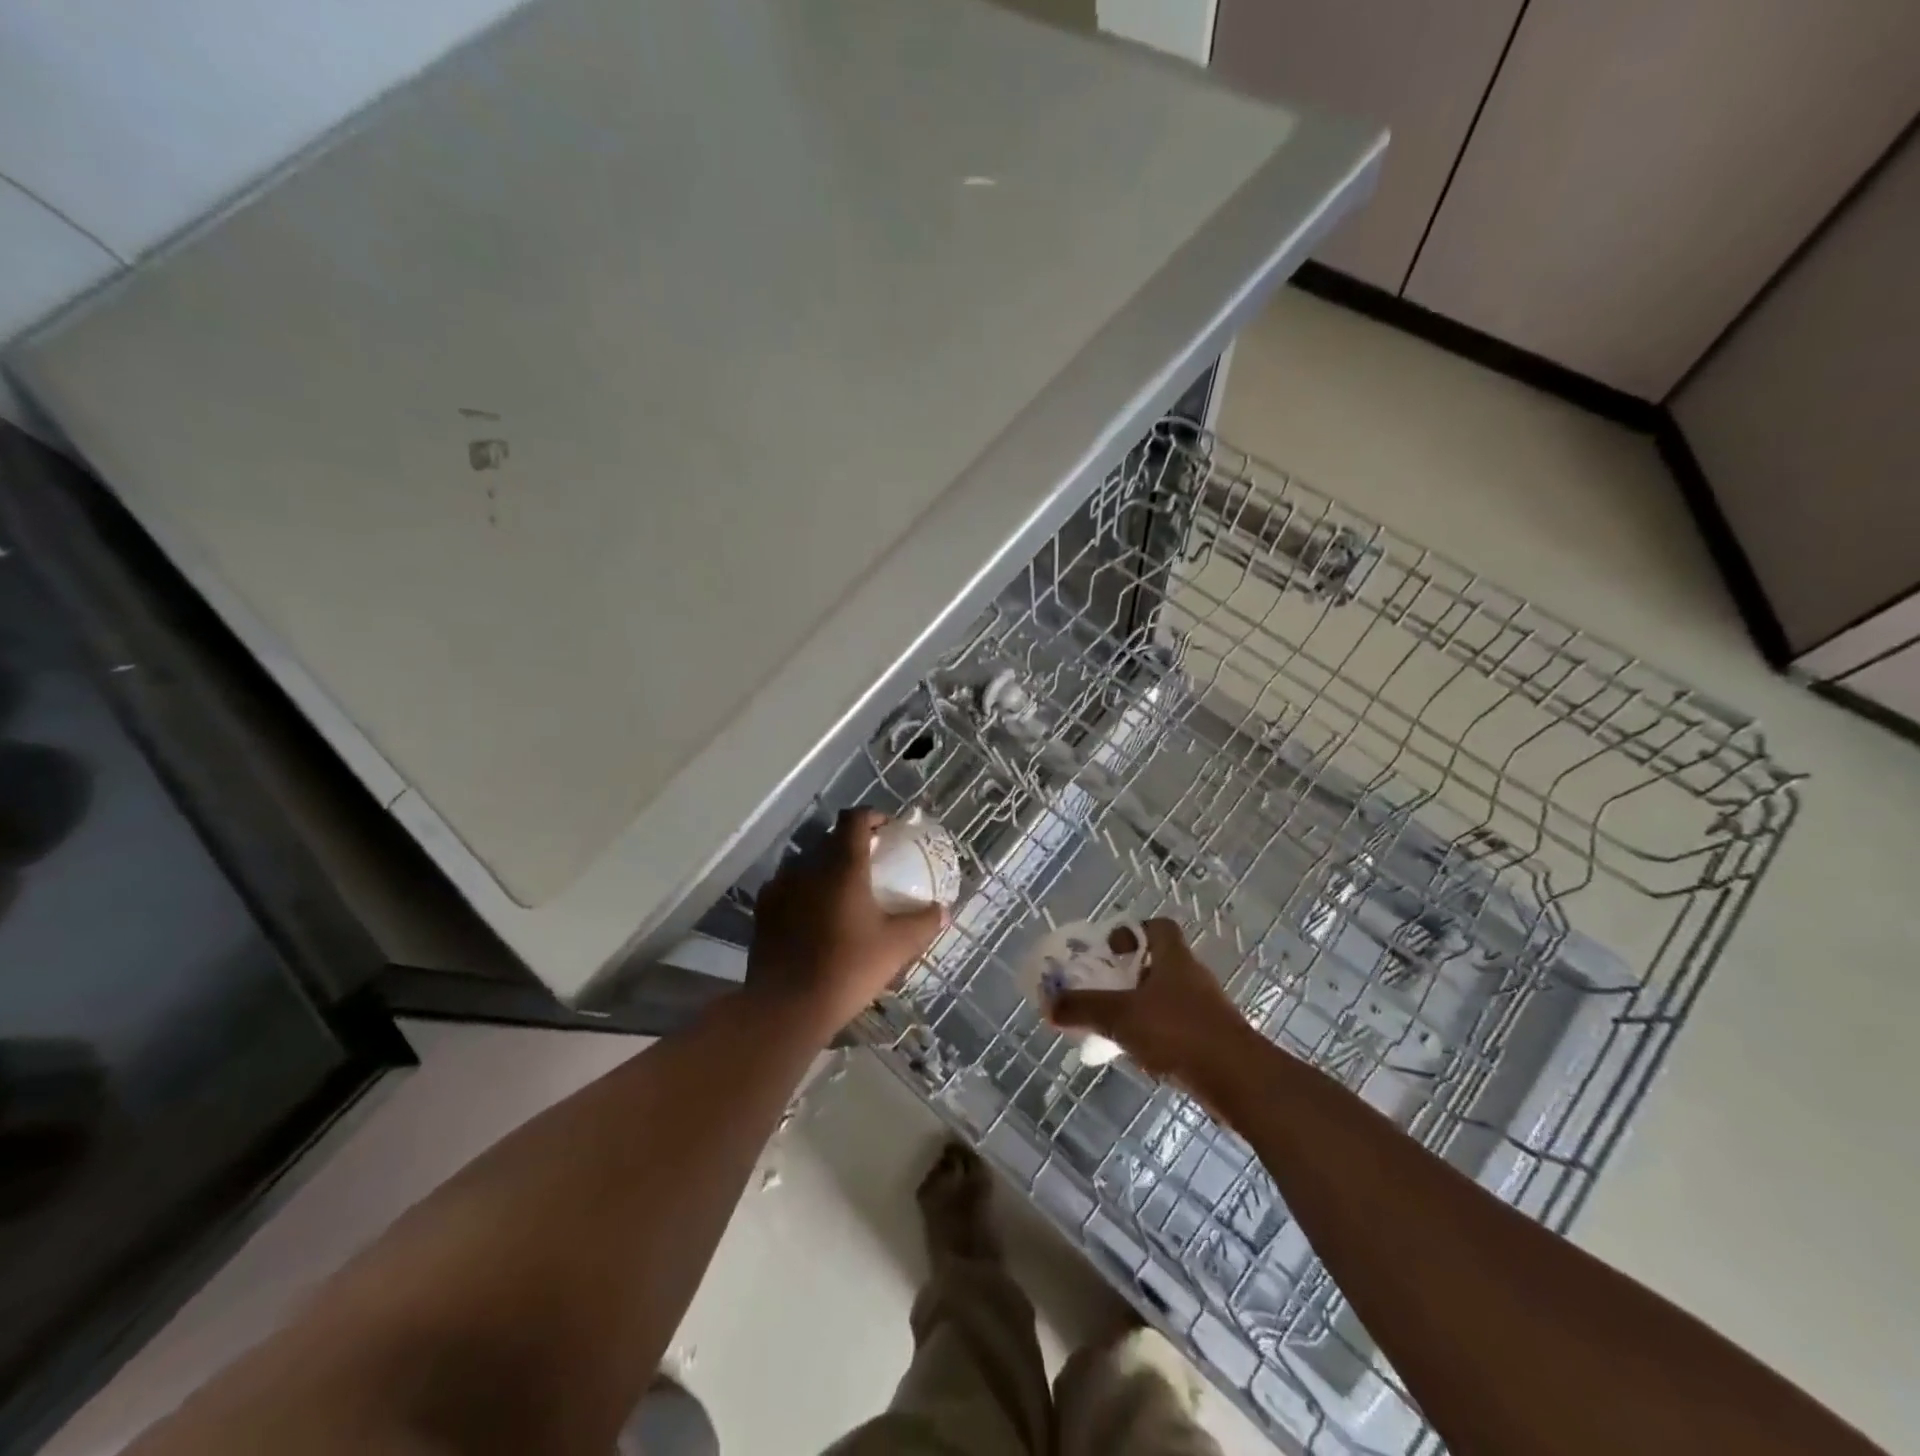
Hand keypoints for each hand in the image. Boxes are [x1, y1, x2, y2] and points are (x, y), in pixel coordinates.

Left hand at [747, 808, 945, 1036]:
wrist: (787, 1007)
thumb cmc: (848, 969)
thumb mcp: (897, 947)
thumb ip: (924, 923)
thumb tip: (943, 910)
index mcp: (843, 865)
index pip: (854, 819)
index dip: (873, 817)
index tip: (887, 831)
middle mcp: (808, 866)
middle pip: (830, 839)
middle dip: (851, 845)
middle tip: (870, 866)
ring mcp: (780, 886)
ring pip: (806, 863)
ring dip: (825, 868)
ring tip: (840, 892)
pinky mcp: (763, 909)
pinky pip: (787, 887)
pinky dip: (802, 891)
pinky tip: (812, 916)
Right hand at [1049, 919, 1251, 1085]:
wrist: (1238, 1081)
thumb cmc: (1178, 1032)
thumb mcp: (1120, 1016)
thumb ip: (1082, 1008)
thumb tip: (1048, 1005)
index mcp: (1174, 958)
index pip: (1158, 926)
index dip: (1132, 930)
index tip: (1109, 948)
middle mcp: (1192, 977)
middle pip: (1158, 962)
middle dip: (1128, 972)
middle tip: (1100, 987)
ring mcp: (1205, 1010)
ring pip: (1166, 997)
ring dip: (1140, 1005)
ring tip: (1111, 1022)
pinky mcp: (1211, 1040)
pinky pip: (1175, 1027)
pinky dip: (1154, 1034)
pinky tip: (1136, 1052)